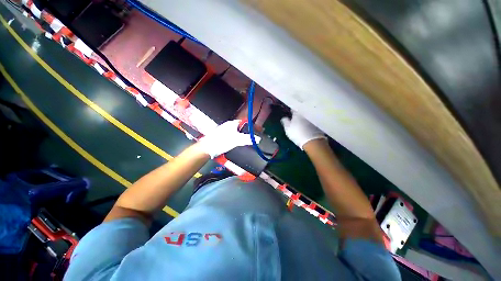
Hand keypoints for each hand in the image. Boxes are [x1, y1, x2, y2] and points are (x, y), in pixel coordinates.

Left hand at [199, 120, 260, 158]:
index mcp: (232, 124)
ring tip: (250, 141)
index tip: (257, 131)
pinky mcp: (224, 137)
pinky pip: (234, 137)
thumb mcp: (236, 140)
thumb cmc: (221, 141)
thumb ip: (247, 139)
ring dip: (244, 136)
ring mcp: (226, 131)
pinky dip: (239, 140)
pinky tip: (241, 144)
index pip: (245, 122)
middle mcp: (229, 126)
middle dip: (248, 132)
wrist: (208, 148)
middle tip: (255, 137)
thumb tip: (259, 139)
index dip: (252, 126)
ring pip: (238, 133)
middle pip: (242, 127)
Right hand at [281, 112, 325, 149]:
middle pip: (301, 111)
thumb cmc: (297, 133)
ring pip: (307, 116)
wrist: (312, 141)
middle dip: (298, 113)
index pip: (293, 109)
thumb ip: (285, 122)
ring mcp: (312, 118)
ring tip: (301, 122)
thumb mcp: (287, 128)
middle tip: (295, 117)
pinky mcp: (317, 124)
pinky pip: (312, 121)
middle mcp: (306, 113)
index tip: (290, 113)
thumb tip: (284, 118)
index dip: (291, 111)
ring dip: (304, 118)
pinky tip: (307, 127)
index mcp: (297, 113)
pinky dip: (309, 122)